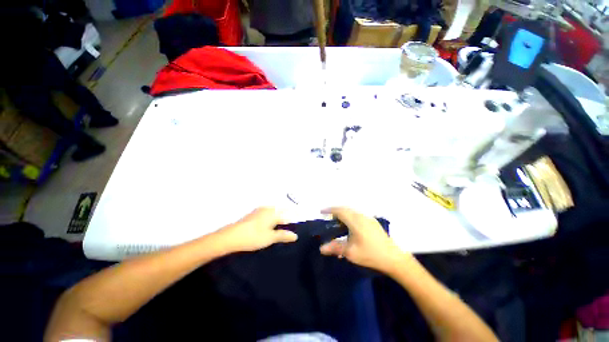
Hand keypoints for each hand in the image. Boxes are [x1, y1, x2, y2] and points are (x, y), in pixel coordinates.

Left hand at [218, 207, 297, 252]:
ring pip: (274, 212)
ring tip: (282, 226)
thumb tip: (295, 236)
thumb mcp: (270, 238)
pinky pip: (267, 213)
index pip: (287, 215)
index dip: (294, 218)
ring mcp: (260, 210)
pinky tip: (270, 225)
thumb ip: (283, 235)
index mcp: (273, 213)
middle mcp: (268, 209)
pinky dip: (272, 218)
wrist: (231, 236)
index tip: (299, 223)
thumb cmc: (253, 237)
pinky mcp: (253, 214)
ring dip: (279, 217)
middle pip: (281, 212)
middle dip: (287, 217)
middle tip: (292, 225)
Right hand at [320, 207, 410, 273]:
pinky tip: (350, 228)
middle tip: (328, 218)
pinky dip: (350, 217)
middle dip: (336, 211)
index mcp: (355, 221)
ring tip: (338, 223)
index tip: (321, 212)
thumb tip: (321, 248)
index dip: (329, 210)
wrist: (394, 258)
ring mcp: (369, 219)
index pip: (340, 211)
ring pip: (352, 212)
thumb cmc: (370, 254)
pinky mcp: (373, 223)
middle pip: (346, 209)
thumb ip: (335, 248)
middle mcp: (362, 216)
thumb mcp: (350, 252)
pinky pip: (358, 216)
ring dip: (343, 214)